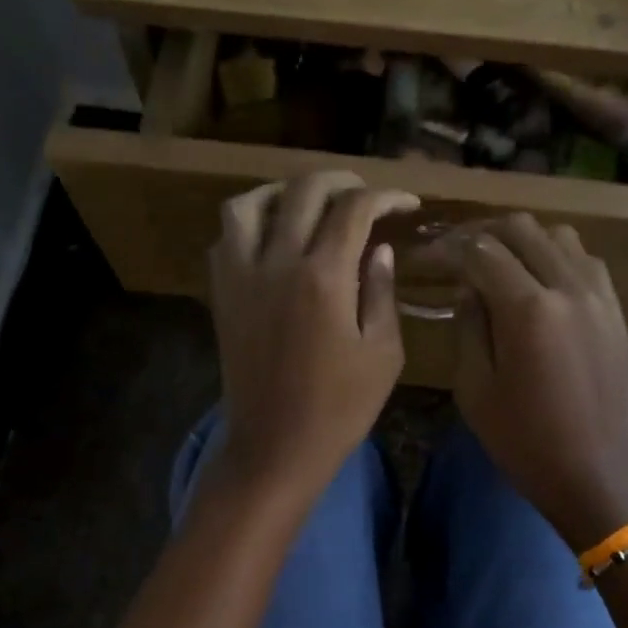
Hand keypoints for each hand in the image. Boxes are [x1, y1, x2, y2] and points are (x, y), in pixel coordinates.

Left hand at [208, 171, 418, 505]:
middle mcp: (276, 263)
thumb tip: (379, 249)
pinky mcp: (221, 295)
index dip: (386, 196)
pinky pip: (225, 239)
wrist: (275, 446)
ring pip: (248, 204)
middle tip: (364, 194)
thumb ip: (381, 292)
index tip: (406, 204)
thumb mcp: (382, 353)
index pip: (354, 209)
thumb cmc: (339, 408)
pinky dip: (249, 225)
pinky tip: (271, 239)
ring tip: (306, 203)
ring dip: (282, 192)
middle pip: (304, 191)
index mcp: (323, 277)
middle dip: (341, 181)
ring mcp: (240, 277)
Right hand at [455, 214, 627, 547]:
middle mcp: (568, 287)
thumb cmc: (524, 439)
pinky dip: (554, 256)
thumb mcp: (475, 388)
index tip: (423, 257)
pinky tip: (537, 280)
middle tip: (454, 252)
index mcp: (527, 309)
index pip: (480, 252)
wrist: (596, 473)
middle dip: (481, 233)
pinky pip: (584, 260)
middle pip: (520, 229)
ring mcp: (599, 295)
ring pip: (557, 236)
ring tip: (496, 261)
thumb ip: (469, 325)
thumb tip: (467, 287)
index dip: (446, 249)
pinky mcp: (616, 310)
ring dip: (521, 240)